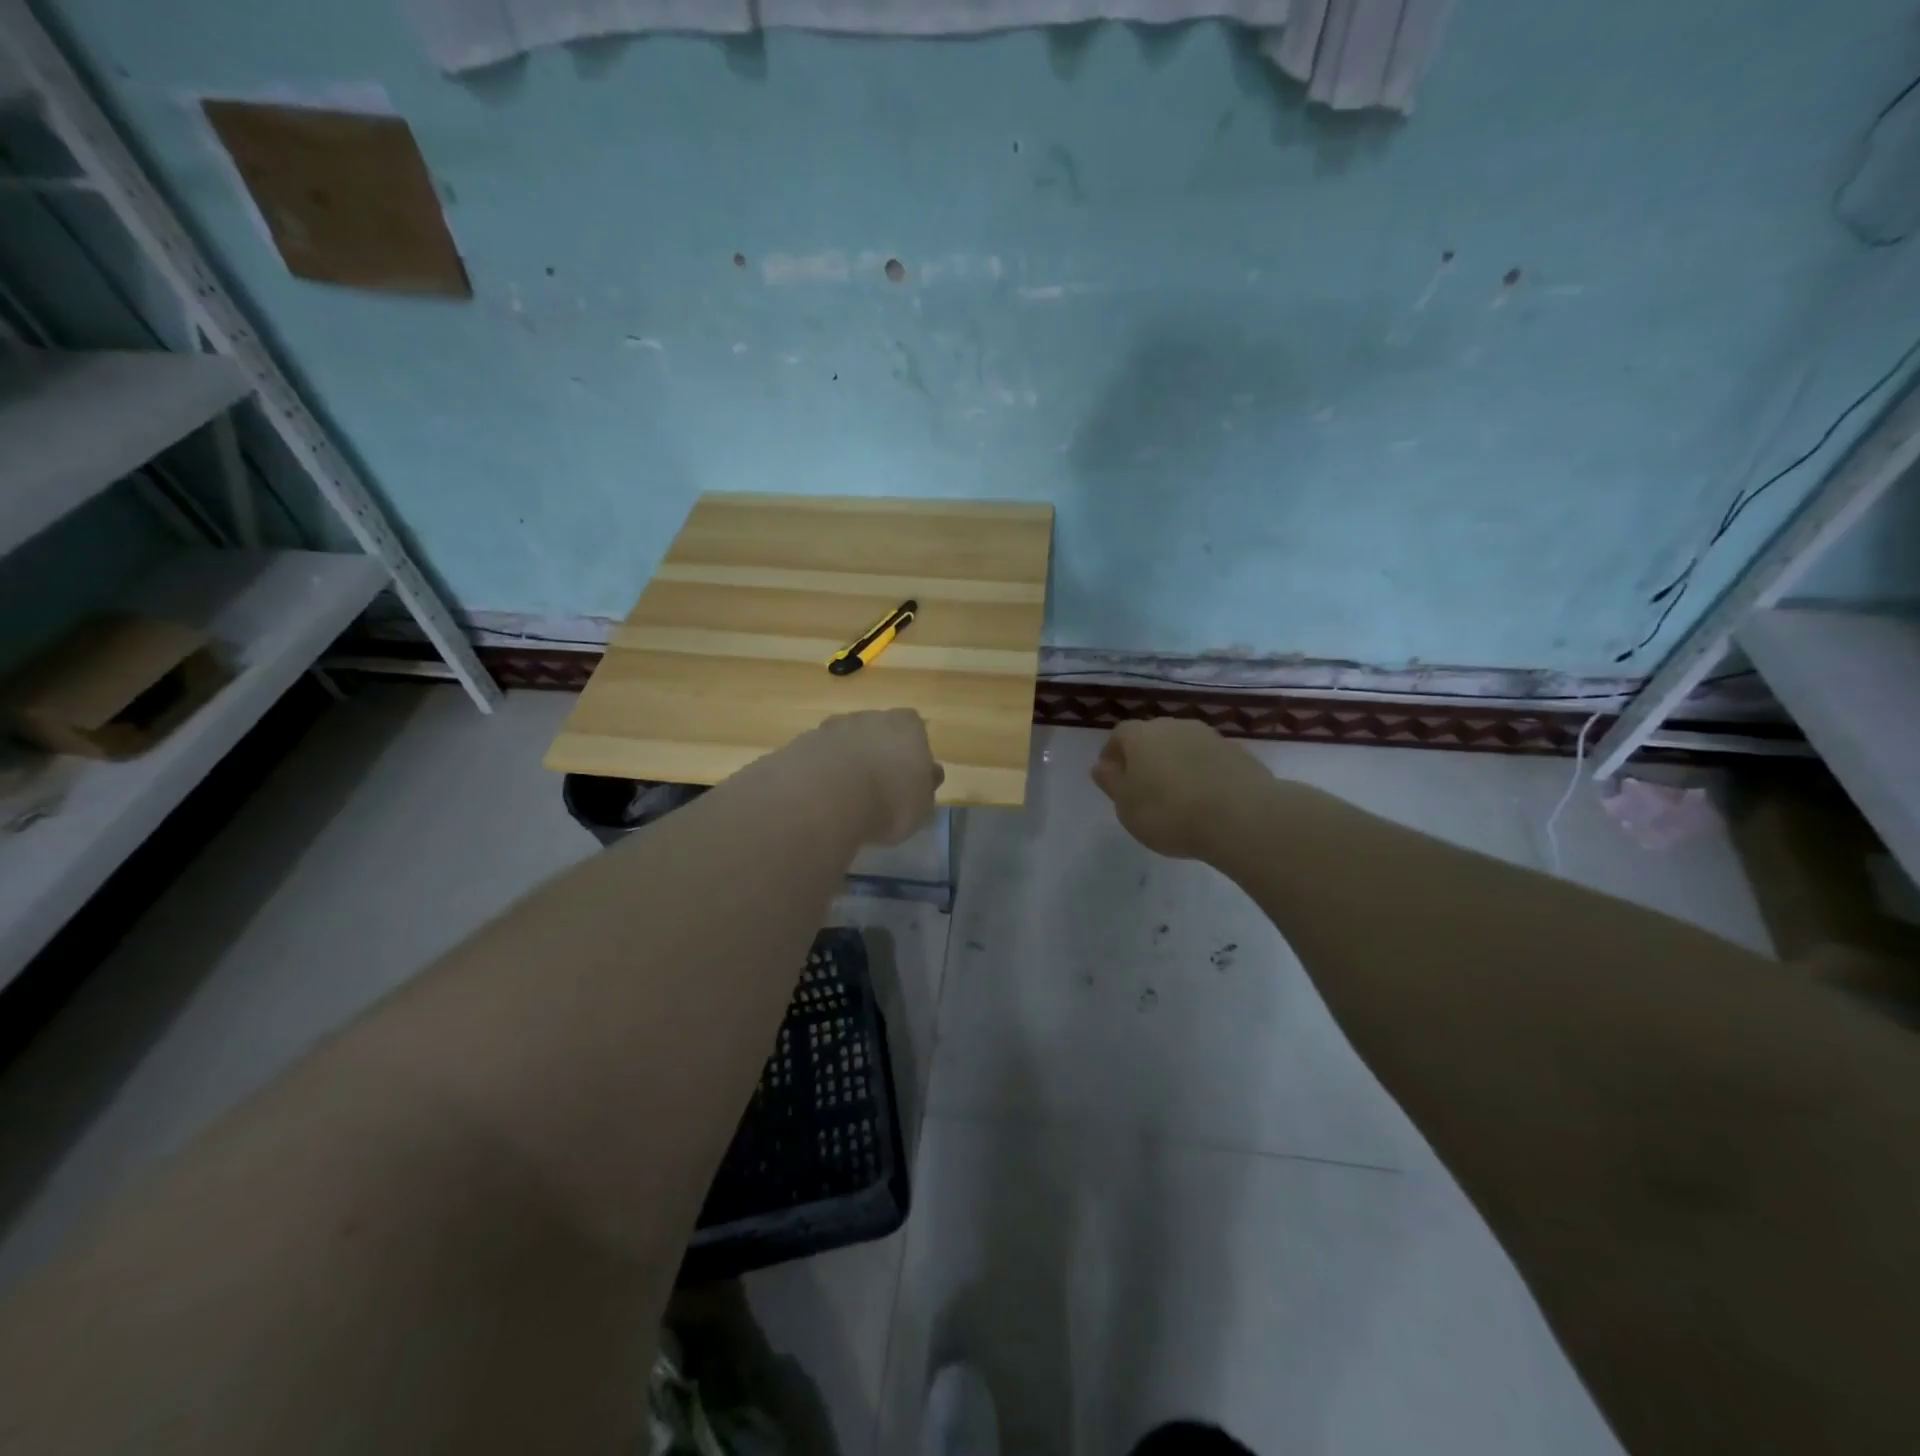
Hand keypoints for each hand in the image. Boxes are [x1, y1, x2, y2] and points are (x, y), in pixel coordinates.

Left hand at [798, 709, 943, 844]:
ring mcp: (833, 727)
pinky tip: (821, 797)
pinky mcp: (803, 742)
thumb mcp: (922, 805)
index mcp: (907, 726)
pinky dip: (821, 771)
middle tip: (876, 786)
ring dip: (847, 761)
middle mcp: (870, 717)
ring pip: (845, 741)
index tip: (907, 777)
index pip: (914, 728)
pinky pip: (819, 756)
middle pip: (877, 730)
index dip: (911, 752)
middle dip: (877, 752)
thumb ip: (926, 787)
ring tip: (845, 796)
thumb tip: (929, 775)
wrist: (827, 799)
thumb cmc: (889, 801)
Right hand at [1091, 718, 1273, 859]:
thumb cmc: (1169, 812)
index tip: (1113, 777)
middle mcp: (1174, 726)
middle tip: (1144, 788)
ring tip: (1178, 796)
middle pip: (1152, 736)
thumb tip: (1102, 766)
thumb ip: (1111, 783)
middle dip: (1145, 757)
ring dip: (1176, 764)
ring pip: (1183, 746)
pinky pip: (1209, 759)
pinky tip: (1206, 799)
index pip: (1119, 734)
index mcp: (1140, 735)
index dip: (1113, 754)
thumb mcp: (1126, 806)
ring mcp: (1209, 736)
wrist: (1241, 816)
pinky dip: (1203, 773)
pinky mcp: (1238, 752)